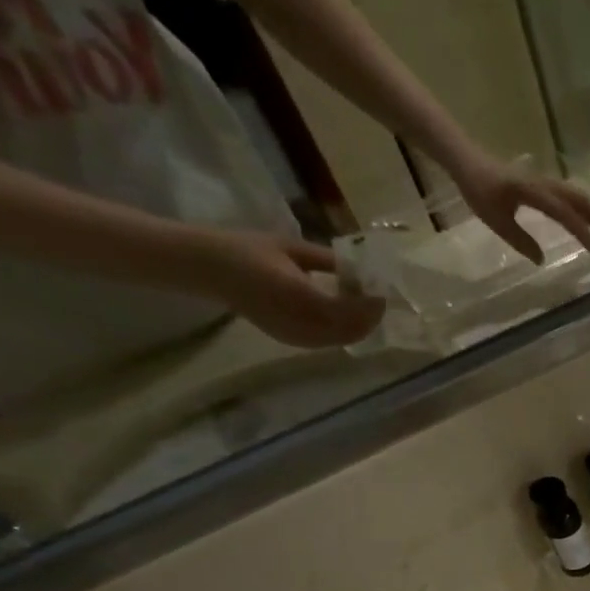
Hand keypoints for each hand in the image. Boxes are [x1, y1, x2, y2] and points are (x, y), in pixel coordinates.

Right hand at [191, 231, 384, 346]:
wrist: (208, 268)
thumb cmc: (248, 250)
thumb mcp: (292, 248)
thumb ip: (329, 261)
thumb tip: (361, 269)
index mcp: (301, 297)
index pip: (350, 310)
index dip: (371, 304)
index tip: (381, 289)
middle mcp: (303, 324)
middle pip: (353, 330)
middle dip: (370, 316)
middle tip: (376, 296)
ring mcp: (299, 338)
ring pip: (344, 339)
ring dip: (359, 323)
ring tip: (360, 301)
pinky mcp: (295, 343)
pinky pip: (330, 341)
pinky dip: (344, 329)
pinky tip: (341, 310)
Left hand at [458, 156, 589, 264]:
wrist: (466, 159)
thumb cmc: (478, 189)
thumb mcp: (494, 219)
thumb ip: (519, 240)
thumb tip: (542, 260)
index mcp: (532, 191)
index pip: (562, 211)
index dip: (580, 230)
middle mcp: (544, 184)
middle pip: (579, 200)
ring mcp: (546, 183)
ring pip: (578, 197)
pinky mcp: (545, 185)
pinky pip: (571, 197)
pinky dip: (587, 210)